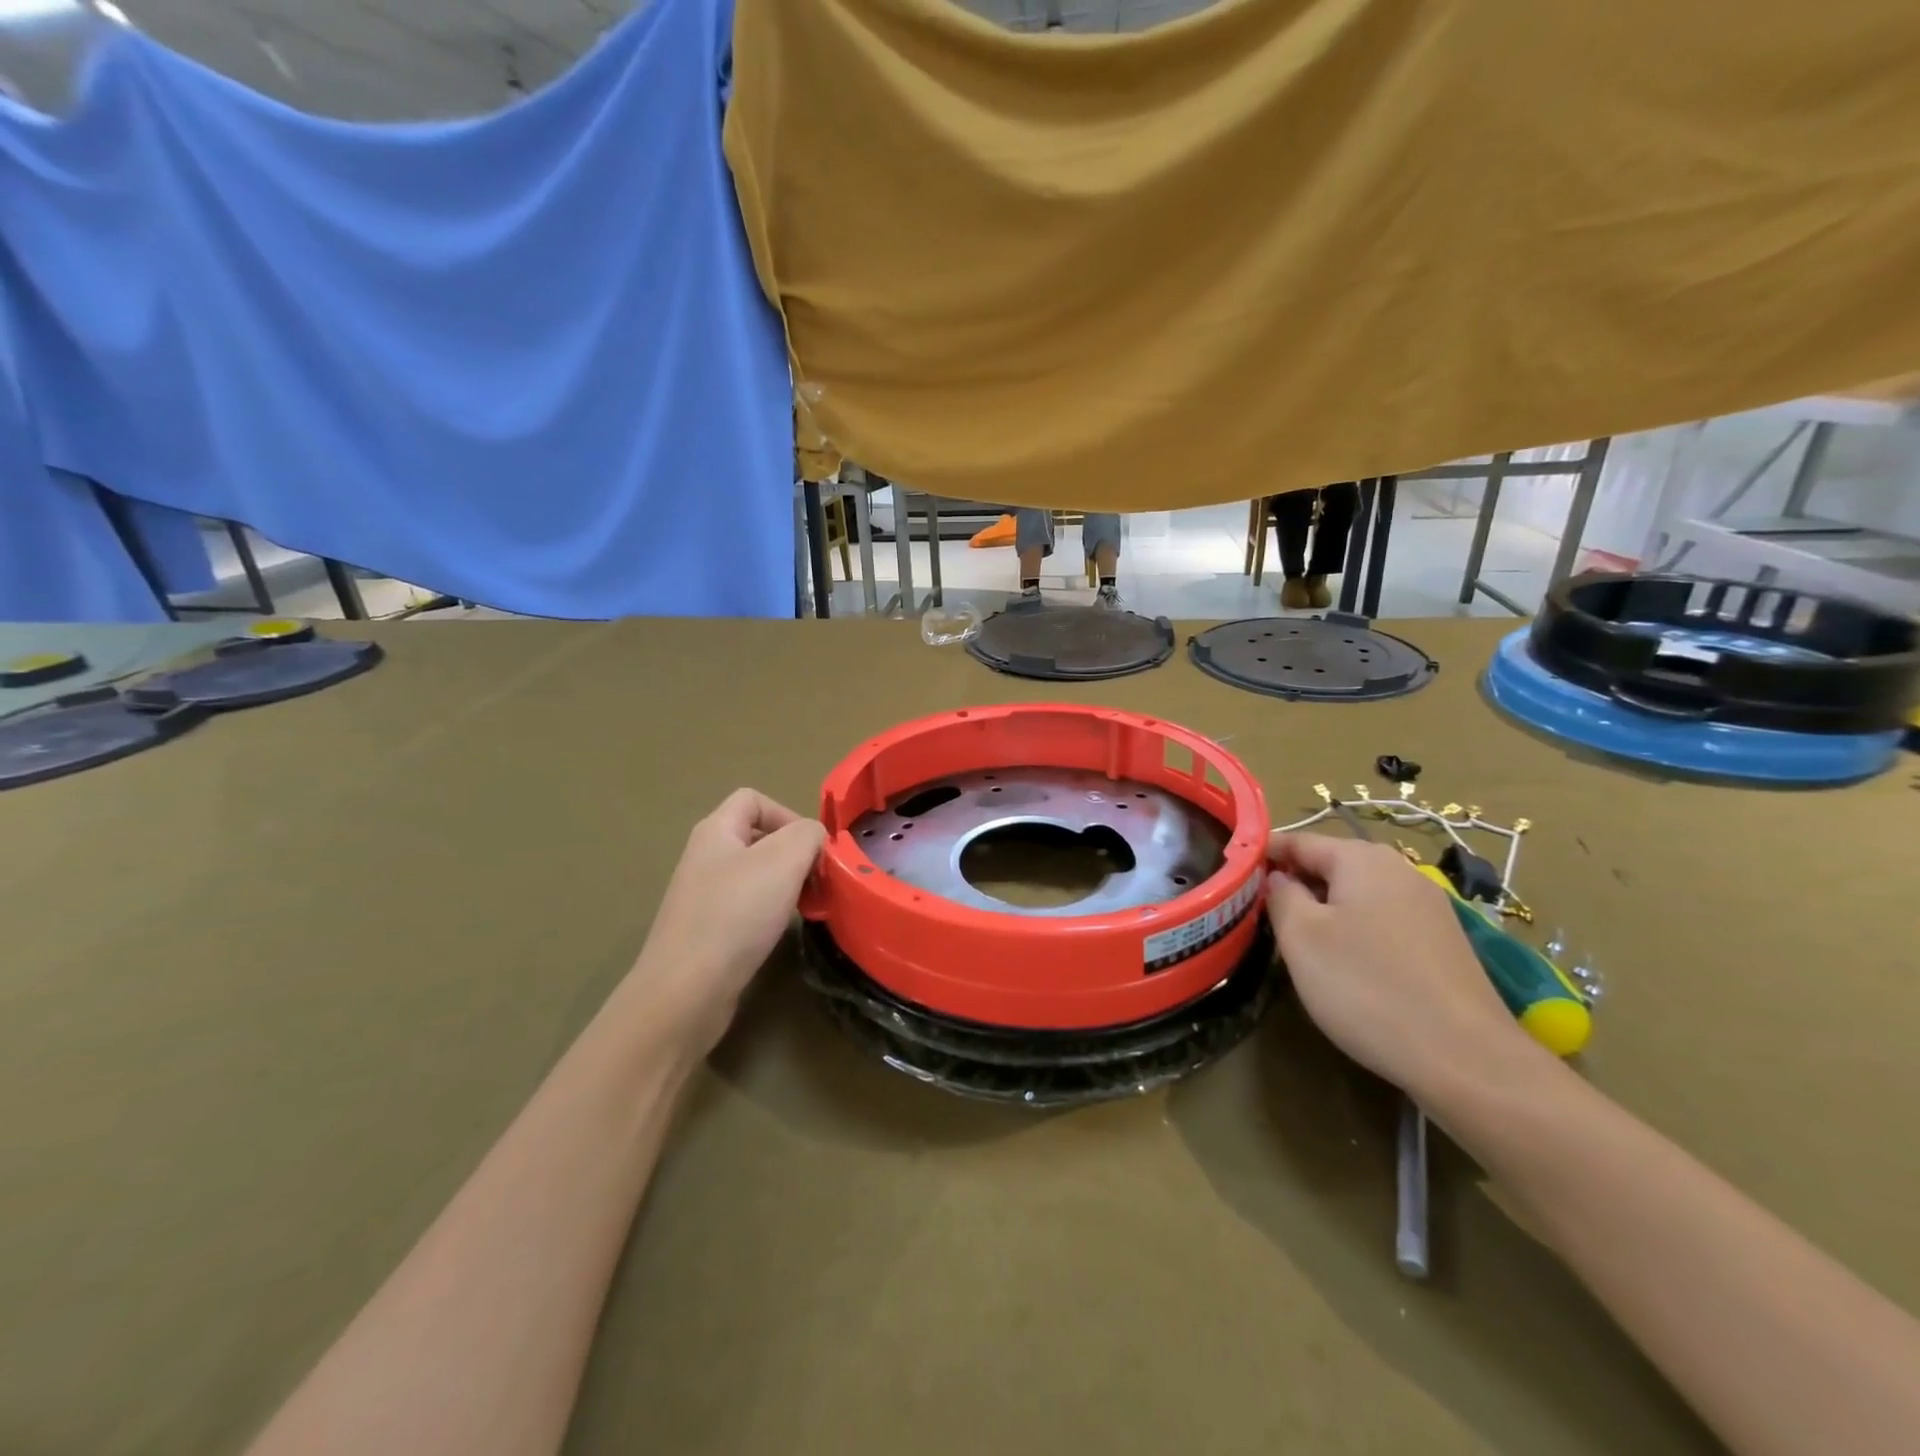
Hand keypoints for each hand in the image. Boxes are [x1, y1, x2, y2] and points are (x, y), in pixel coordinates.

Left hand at [622, 789, 826, 1057]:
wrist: (686, 991)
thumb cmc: (735, 914)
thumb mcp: (784, 860)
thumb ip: (808, 835)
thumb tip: (816, 839)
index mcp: (715, 831)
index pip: (753, 799)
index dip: (788, 814)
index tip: (813, 848)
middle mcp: (705, 858)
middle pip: (757, 838)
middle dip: (793, 853)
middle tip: (816, 880)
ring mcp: (702, 896)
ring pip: (755, 875)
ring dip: (785, 885)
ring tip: (803, 906)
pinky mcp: (706, 932)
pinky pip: (745, 908)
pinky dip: (768, 913)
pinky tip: (779, 931)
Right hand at [1265, 831, 1537, 1098]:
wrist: (1467, 1059)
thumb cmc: (1367, 988)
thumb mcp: (1301, 937)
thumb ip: (1280, 895)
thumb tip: (1278, 878)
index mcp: (1362, 859)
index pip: (1297, 841)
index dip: (1262, 855)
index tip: (1232, 877)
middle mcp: (1400, 871)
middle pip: (1330, 865)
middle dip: (1293, 884)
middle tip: (1258, 914)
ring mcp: (1428, 907)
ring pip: (1357, 895)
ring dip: (1323, 910)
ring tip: (1296, 942)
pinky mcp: (1443, 943)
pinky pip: (1383, 921)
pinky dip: (1354, 931)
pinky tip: (1345, 966)